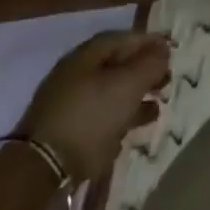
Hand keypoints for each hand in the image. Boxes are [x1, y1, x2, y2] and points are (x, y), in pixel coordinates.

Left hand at [16, 31, 169, 180]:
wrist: (38, 172)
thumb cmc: (89, 117)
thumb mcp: (128, 85)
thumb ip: (150, 64)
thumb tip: (163, 49)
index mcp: (88, 54)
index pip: (125, 38)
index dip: (150, 42)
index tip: (171, 52)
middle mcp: (76, 73)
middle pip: (117, 65)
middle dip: (144, 72)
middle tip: (166, 81)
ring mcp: (67, 104)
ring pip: (109, 93)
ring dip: (134, 98)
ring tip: (157, 107)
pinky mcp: (64, 133)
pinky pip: (98, 118)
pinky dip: (118, 120)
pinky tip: (131, 131)